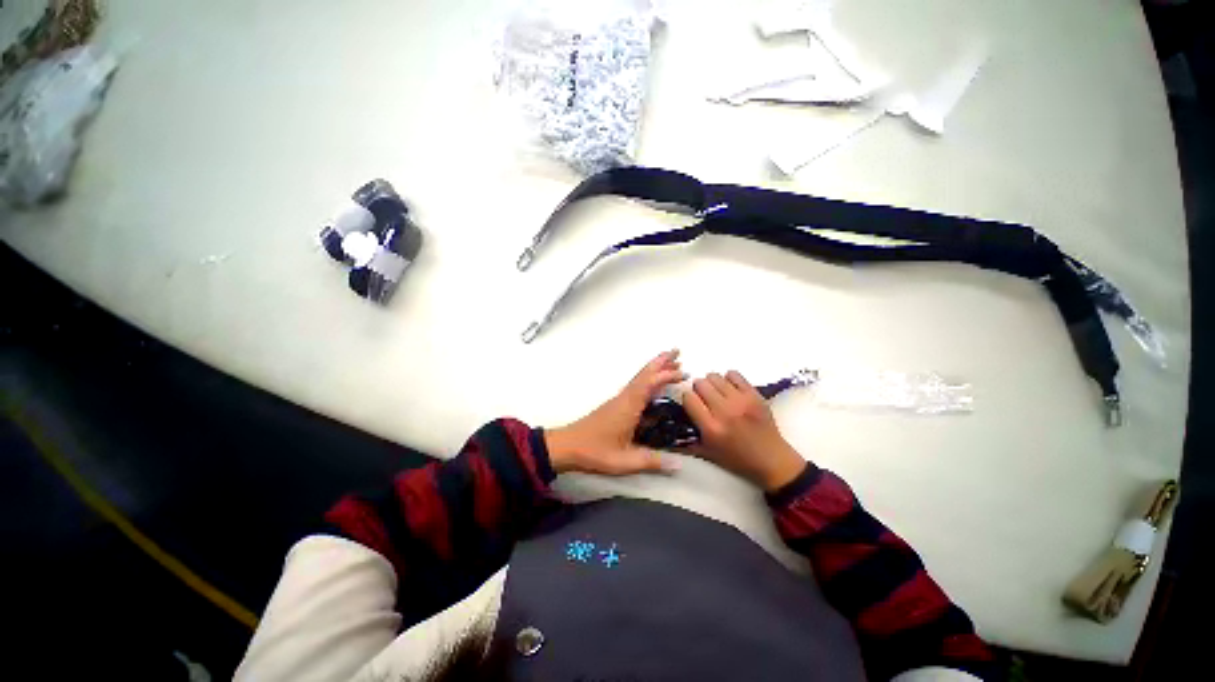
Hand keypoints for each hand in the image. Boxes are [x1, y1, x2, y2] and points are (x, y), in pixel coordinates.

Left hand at [546, 350, 686, 475]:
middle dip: (661, 362)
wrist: (567, 446)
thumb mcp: (624, 461)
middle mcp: (625, 398)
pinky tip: (653, 385)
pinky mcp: (616, 405)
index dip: (666, 376)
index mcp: (628, 406)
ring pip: (640, 378)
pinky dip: (647, 380)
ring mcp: (619, 400)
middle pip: (644, 374)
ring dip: (655, 369)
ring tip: (671, 363)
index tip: (683, 373)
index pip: (649, 384)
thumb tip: (678, 465)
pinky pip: (636, 386)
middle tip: (677, 351)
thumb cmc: (594, 452)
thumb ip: (651, 462)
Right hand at [683, 371, 806, 491]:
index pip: (688, 398)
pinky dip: (728, 379)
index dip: (688, 399)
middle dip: (699, 390)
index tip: (692, 404)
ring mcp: (741, 401)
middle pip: (700, 383)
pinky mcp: (754, 395)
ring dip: (712, 384)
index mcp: (711, 428)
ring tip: (718, 394)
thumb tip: (668, 429)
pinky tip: (731, 390)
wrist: (772, 461)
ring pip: (715, 376)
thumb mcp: (708, 454)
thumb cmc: (737, 459)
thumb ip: (685, 441)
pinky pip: (733, 374)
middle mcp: (724, 412)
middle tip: (705, 400)